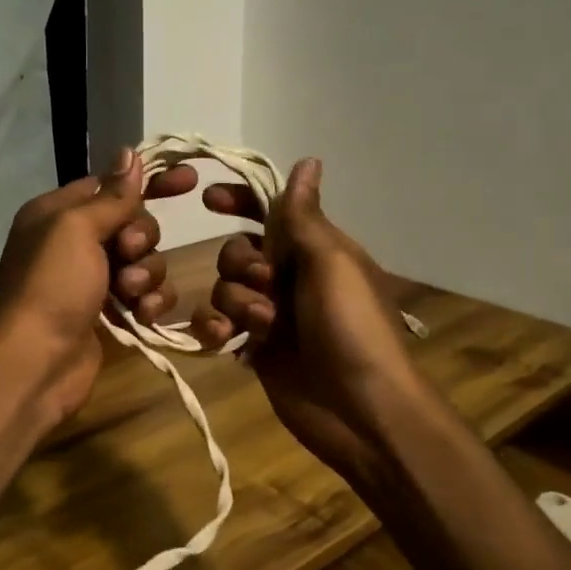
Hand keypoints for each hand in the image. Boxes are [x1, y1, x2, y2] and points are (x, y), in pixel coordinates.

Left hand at [0, 146, 197, 420]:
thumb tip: (130, 152)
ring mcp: (93, 279)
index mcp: (59, 212)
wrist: (37, 361)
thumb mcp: (77, 228)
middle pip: (133, 223)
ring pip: (145, 260)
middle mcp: (75, 242)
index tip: (189, 181)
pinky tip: (142, 314)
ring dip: (146, 274)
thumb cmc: (53, 284)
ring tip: (129, 293)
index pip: (112, 185)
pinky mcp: (109, 312)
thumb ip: (111, 195)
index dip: (150, 182)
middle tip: (127, 253)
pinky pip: (145, 294)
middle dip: (141, 238)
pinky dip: (149, 301)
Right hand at [190, 159, 441, 484]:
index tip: (209, 198)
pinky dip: (214, 328)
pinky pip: (217, 325)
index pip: (271, 211)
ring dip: (236, 302)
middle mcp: (290, 277)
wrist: (361, 409)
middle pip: (239, 250)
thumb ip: (305, 216)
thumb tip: (307, 161)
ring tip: (263, 327)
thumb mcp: (332, 263)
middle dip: (241, 264)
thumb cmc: (352, 326)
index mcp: (315, 250)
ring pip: (224, 288)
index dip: (241, 201)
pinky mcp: (253, 348)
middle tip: (266, 285)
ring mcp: (270, 315)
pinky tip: (224, 339)